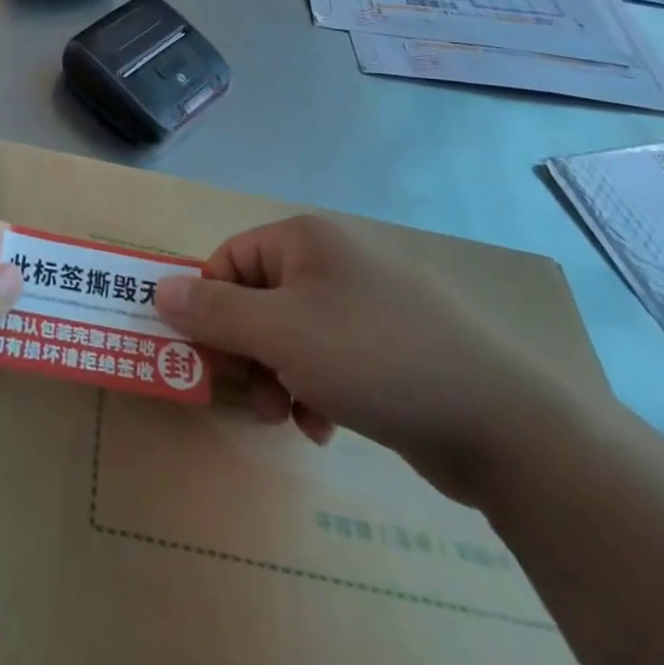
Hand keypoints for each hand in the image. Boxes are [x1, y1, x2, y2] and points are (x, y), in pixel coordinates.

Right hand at [153, 215, 570, 503]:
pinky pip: (329, 356)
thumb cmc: (375, 358)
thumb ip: (213, 312)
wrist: (506, 425)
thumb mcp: (279, 334)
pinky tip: (324, 425)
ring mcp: (367, 302)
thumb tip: (157, 288)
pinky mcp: (392, 345)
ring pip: (291, 333)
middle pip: (258, 298)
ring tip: (289, 416)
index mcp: (306, 239)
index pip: (228, 261)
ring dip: (277, 375)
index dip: (210, 309)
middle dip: (246, 351)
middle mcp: (334, 260)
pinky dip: (315, 387)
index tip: (208, 360)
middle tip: (252, 395)